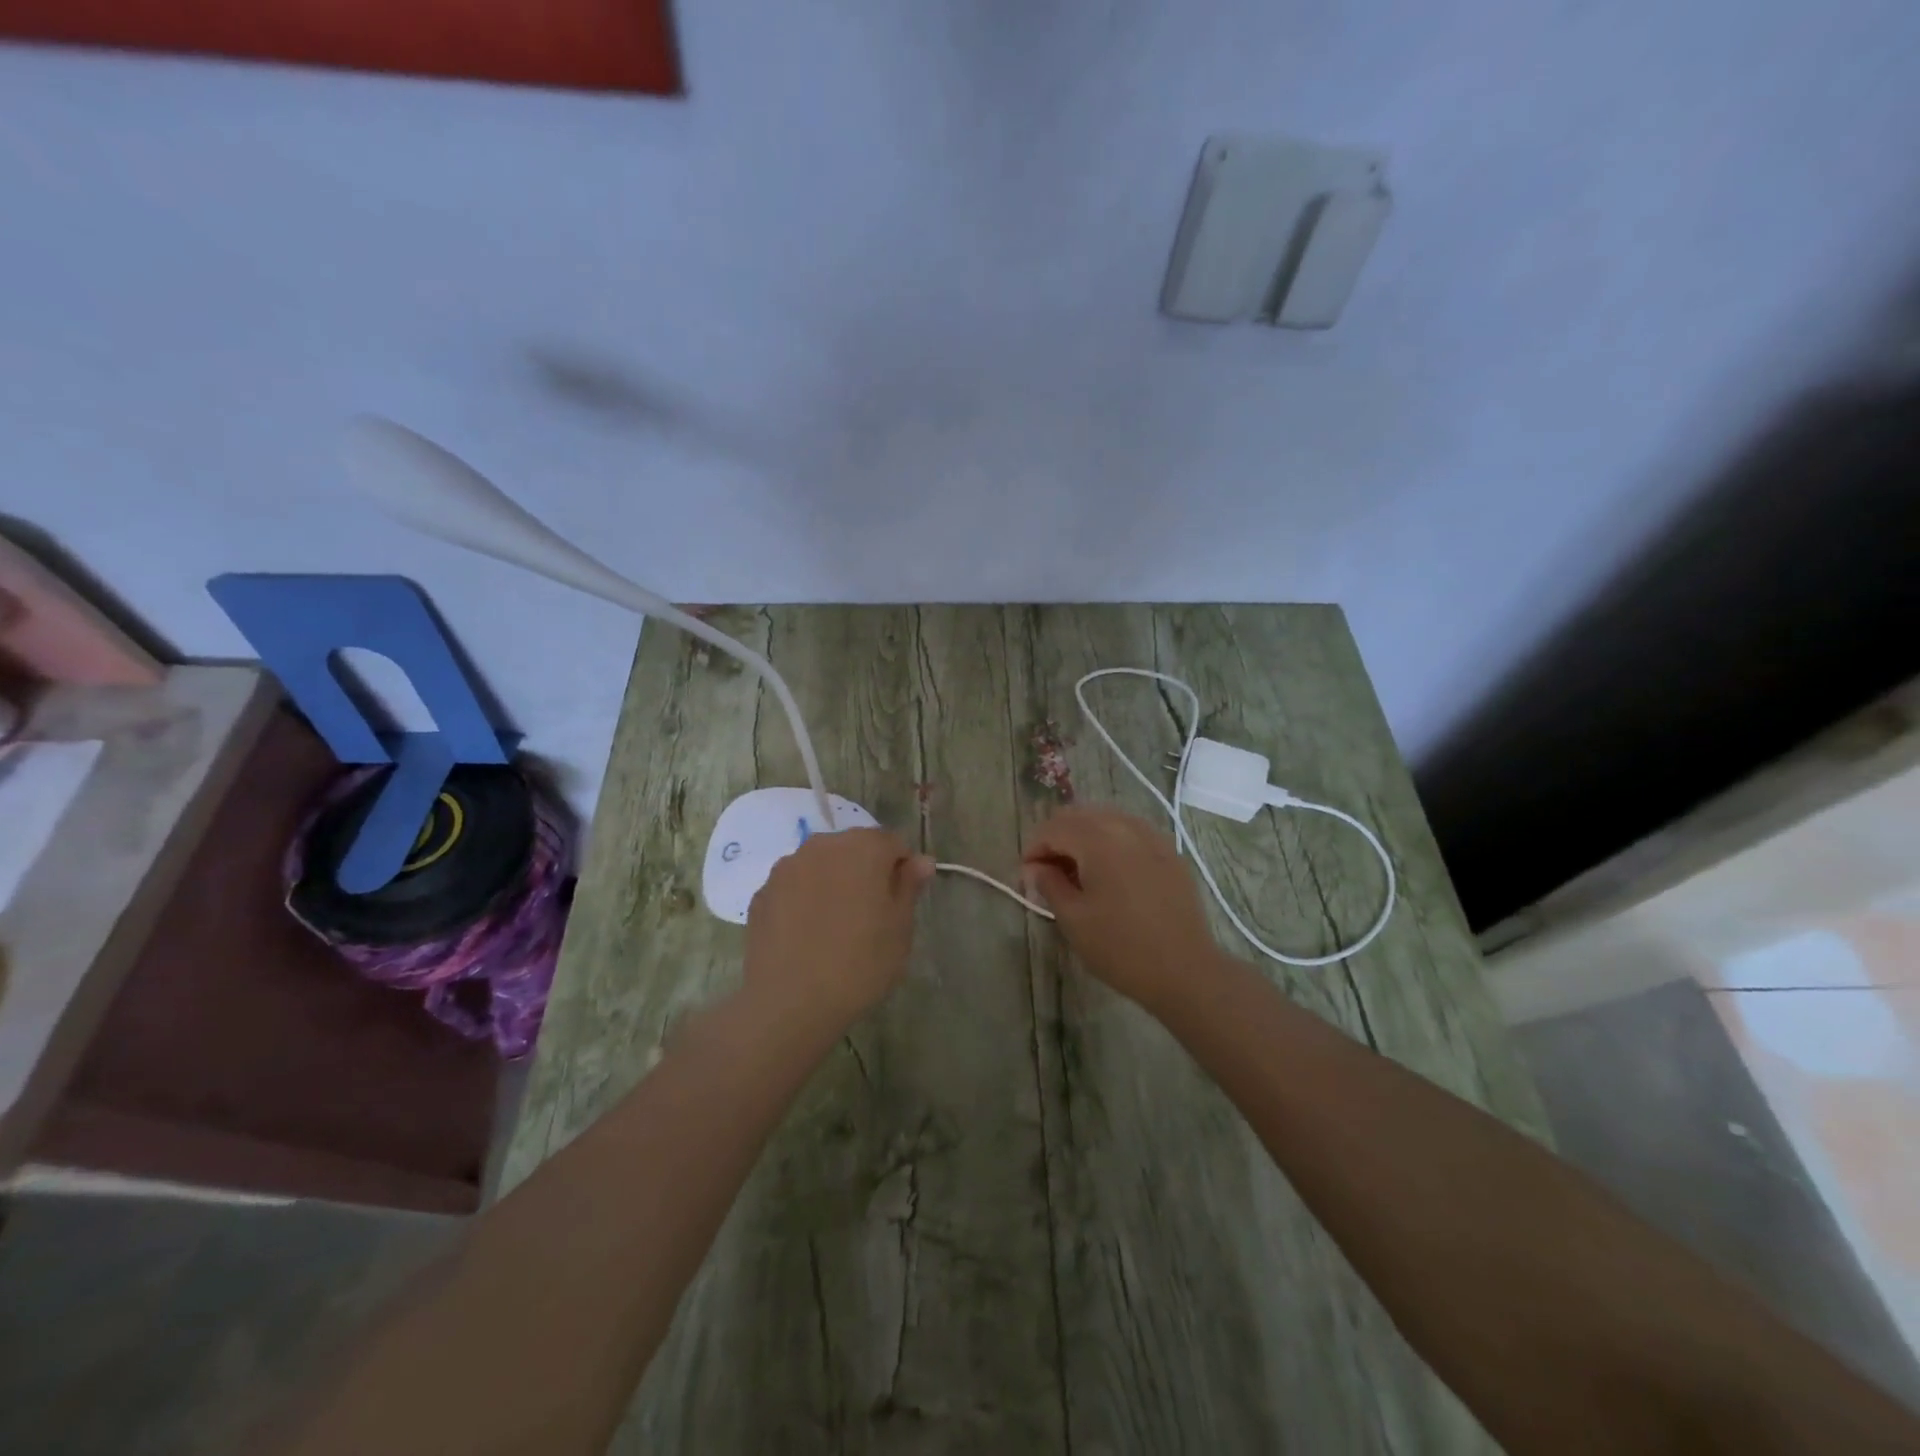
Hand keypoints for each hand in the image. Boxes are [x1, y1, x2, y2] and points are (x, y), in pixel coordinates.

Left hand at [744, 828, 933, 1031]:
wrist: (788, 1003)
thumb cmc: (859, 964)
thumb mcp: (900, 929)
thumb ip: (909, 886)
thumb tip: (920, 861)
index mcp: (863, 848)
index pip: (893, 842)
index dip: (902, 868)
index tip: (902, 901)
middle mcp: (823, 846)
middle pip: (854, 847)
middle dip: (866, 870)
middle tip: (872, 915)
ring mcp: (787, 867)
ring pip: (821, 864)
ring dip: (833, 881)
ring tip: (836, 926)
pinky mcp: (762, 892)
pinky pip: (794, 886)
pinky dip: (805, 899)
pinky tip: (807, 935)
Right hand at [1023, 807, 1220, 1014]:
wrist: (1186, 970)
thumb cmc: (1121, 947)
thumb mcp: (1073, 919)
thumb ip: (1049, 884)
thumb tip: (1035, 868)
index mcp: (1098, 839)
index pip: (1054, 828)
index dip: (1033, 848)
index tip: (1026, 876)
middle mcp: (1125, 826)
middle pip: (1080, 816)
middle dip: (1057, 837)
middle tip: (1046, 871)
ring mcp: (1152, 837)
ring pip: (1106, 820)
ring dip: (1083, 836)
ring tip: (1075, 871)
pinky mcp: (1170, 852)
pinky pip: (1131, 832)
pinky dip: (1110, 841)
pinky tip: (1108, 871)